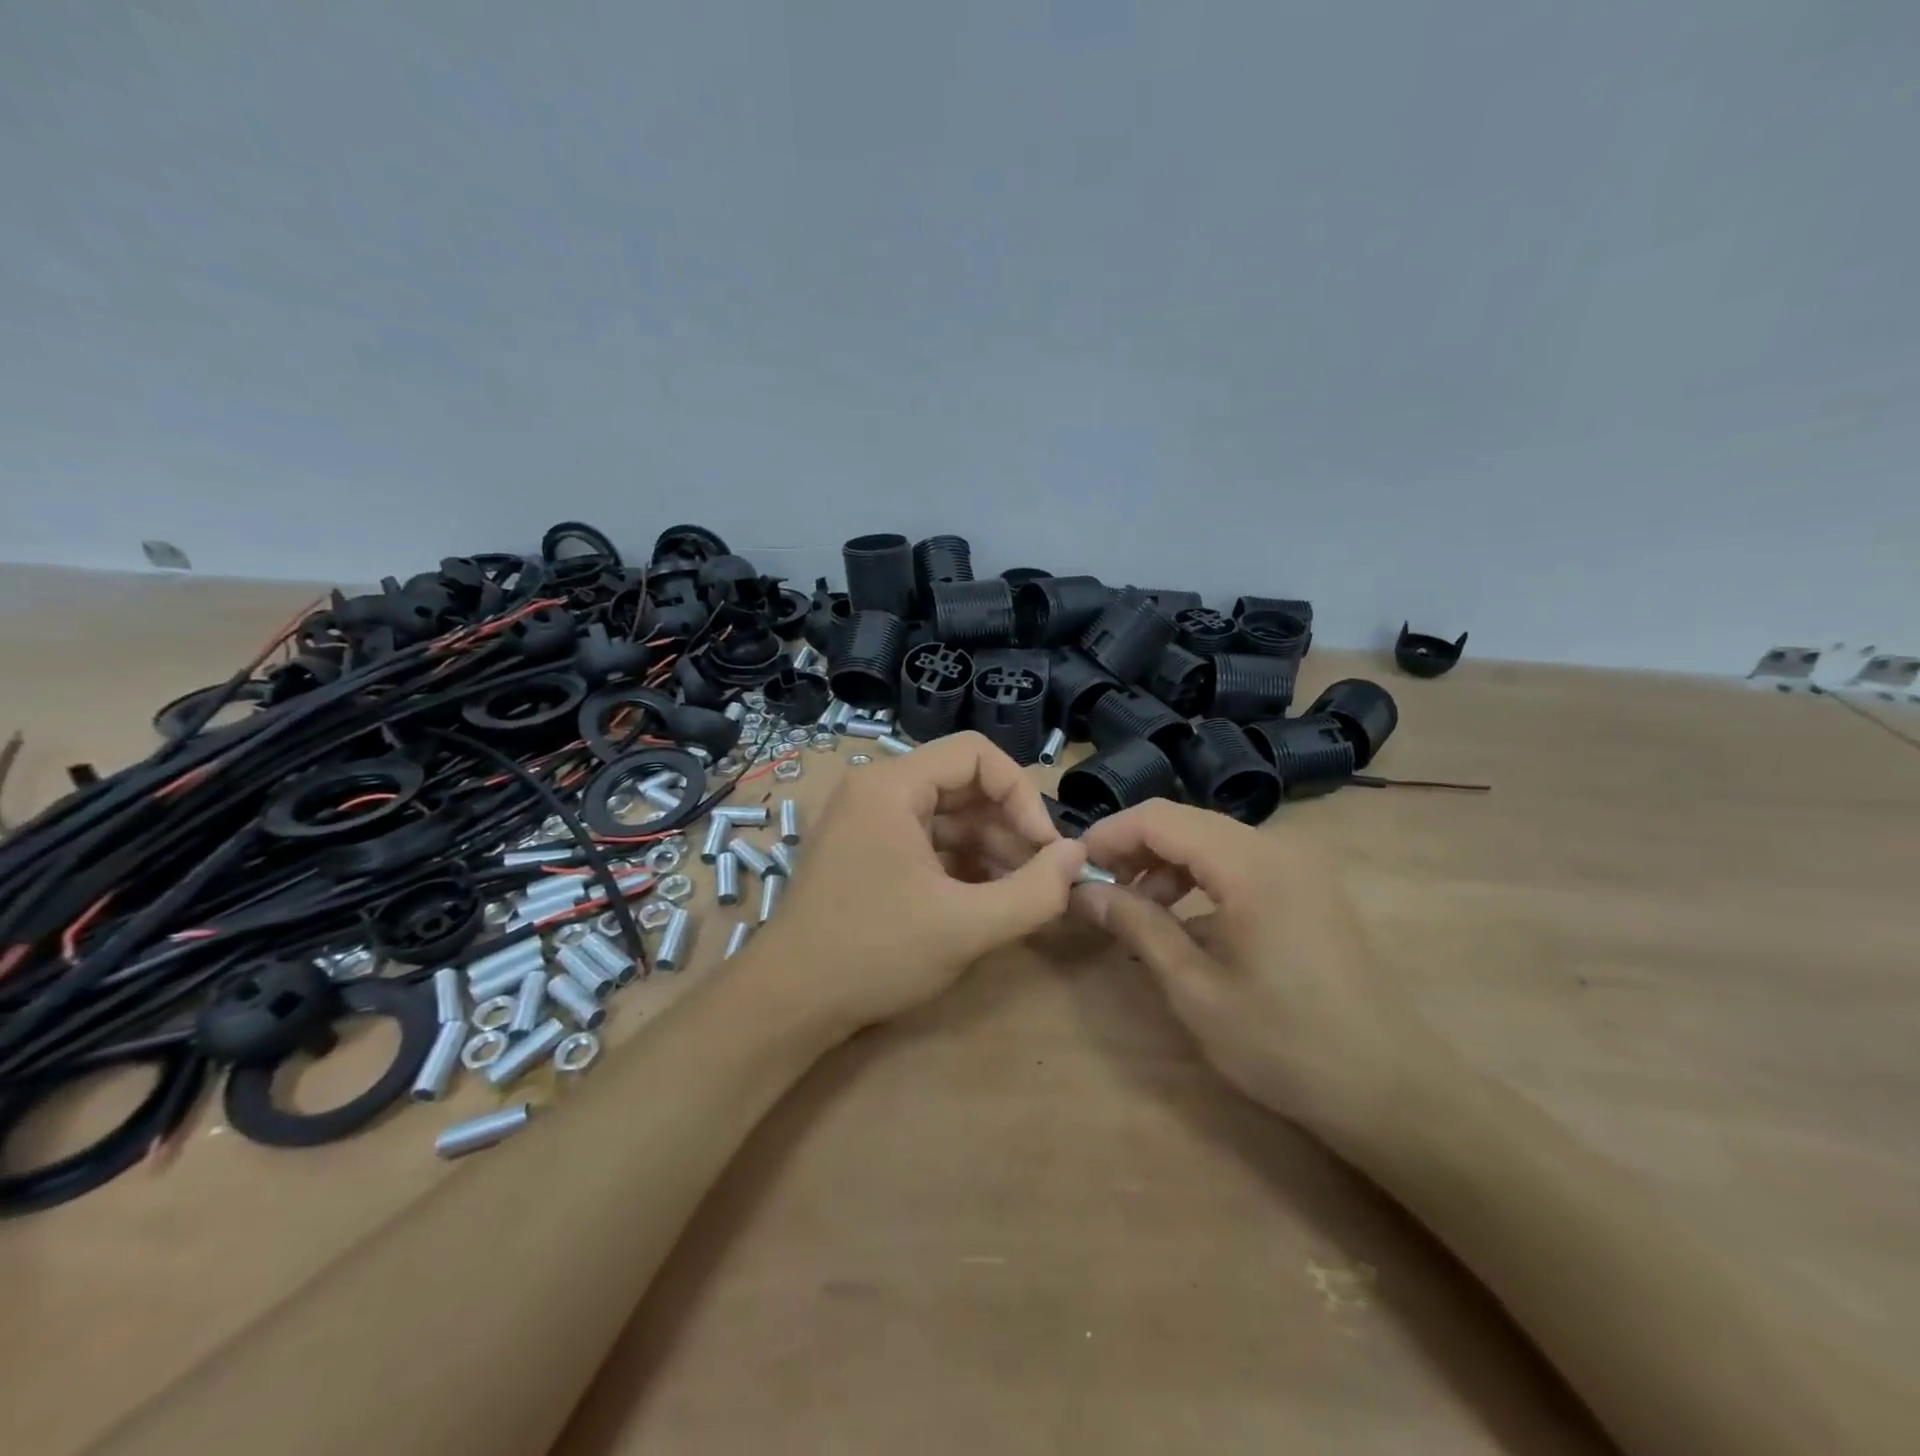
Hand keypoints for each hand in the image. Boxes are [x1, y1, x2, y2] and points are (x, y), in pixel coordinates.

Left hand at [760, 733, 1084, 1033]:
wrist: (789, 1004)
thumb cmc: (874, 954)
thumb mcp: (965, 926)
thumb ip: (1034, 891)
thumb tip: (1078, 856)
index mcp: (891, 785)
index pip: (975, 754)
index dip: (1021, 793)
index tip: (1046, 846)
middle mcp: (876, 790)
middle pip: (963, 784)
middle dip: (1010, 825)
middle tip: (1044, 873)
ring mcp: (868, 822)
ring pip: (948, 816)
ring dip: (992, 847)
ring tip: (1025, 891)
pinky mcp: (868, 853)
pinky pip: (928, 841)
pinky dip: (963, 863)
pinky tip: (991, 898)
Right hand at [1071, 800, 1442, 1145]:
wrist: (1392, 1091)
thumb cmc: (1285, 1044)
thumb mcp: (1196, 990)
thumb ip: (1138, 927)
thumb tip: (1085, 891)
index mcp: (1251, 865)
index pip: (1160, 818)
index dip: (1109, 835)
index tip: (1074, 869)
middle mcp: (1279, 848)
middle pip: (1186, 822)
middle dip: (1134, 849)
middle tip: (1100, 892)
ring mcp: (1301, 866)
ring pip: (1212, 840)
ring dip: (1166, 864)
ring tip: (1139, 910)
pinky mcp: (1311, 888)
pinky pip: (1241, 862)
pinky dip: (1202, 878)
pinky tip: (1186, 922)